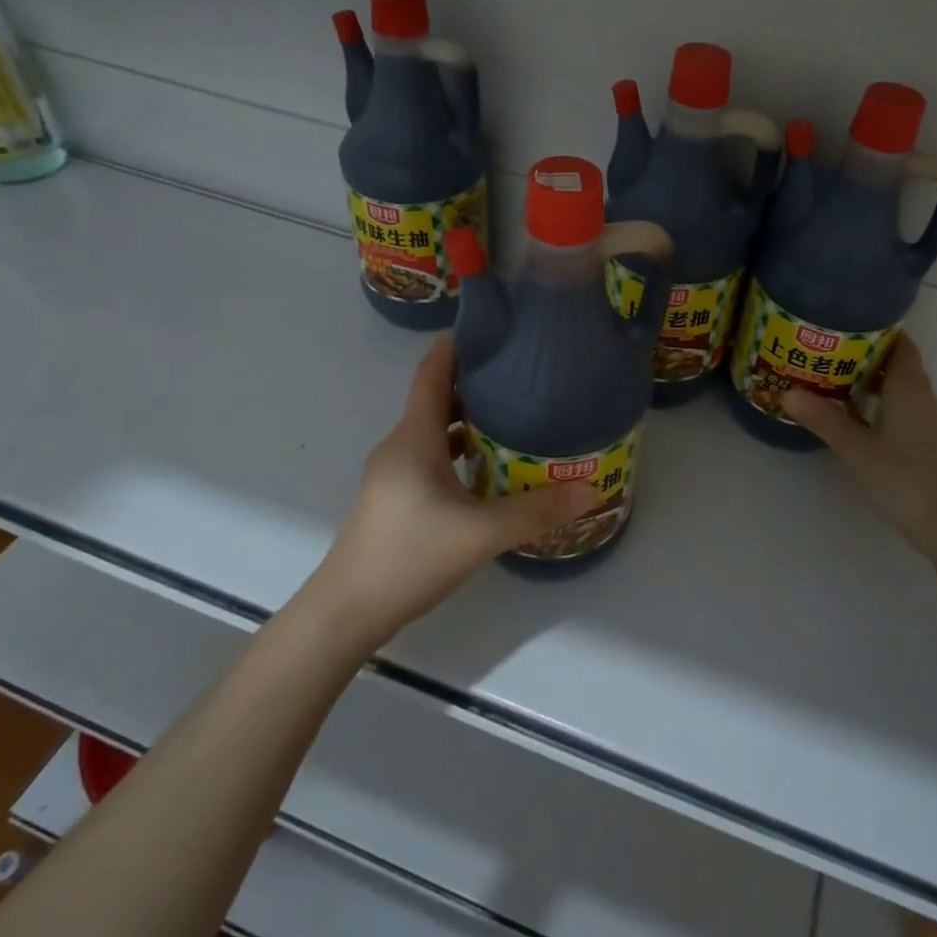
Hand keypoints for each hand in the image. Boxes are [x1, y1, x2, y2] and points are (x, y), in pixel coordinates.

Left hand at [307, 337, 596, 647]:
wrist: (347, 610)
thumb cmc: (410, 556)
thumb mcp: (481, 533)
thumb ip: (536, 511)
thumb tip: (589, 491)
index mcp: (414, 437)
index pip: (432, 371)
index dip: (457, 344)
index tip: (493, 326)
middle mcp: (400, 445)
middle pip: (435, 397)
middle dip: (474, 380)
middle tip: (520, 372)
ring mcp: (393, 472)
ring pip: (433, 429)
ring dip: (466, 417)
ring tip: (512, 413)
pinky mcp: (394, 496)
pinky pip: (429, 455)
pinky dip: (456, 448)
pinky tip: (487, 466)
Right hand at [780, 335, 936, 557]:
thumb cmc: (902, 475)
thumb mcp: (856, 446)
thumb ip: (823, 419)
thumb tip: (786, 393)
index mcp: (908, 386)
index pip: (899, 343)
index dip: (876, 329)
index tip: (844, 321)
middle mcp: (918, 395)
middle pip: (894, 361)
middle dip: (863, 351)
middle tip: (825, 345)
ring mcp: (921, 418)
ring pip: (894, 384)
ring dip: (868, 376)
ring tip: (829, 371)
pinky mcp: (919, 438)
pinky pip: (895, 404)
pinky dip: (874, 398)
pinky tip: (848, 408)